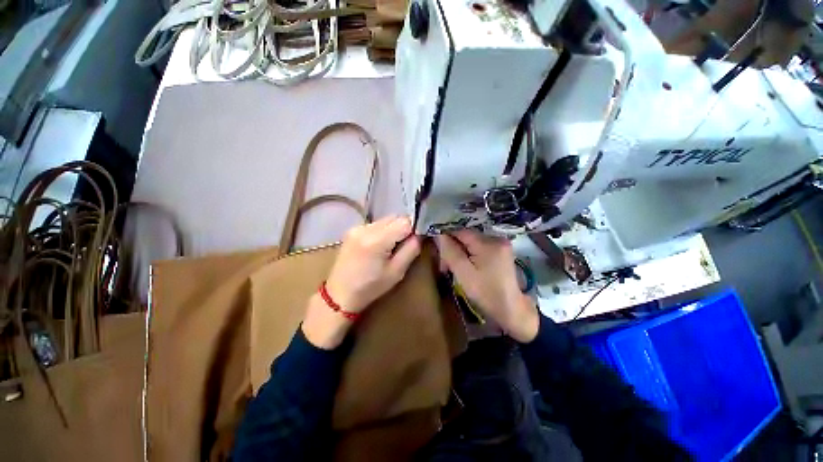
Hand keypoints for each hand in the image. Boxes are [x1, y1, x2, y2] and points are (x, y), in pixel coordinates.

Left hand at [302, 216, 421, 348]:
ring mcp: (357, 227)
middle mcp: (366, 228)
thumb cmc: (371, 287)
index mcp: (377, 240)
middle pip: (395, 217)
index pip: (405, 222)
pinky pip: (375, 224)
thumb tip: (419, 234)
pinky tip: (378, 245)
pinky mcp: (352, 229)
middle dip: (403, 228)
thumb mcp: (397, 272)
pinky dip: (382, 231)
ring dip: (393, 229)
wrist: (339, 294)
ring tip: (390, 247)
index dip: (413, 229)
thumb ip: (411, 249)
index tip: (415, 240)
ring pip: (385, 220)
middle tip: (403, 245)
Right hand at [435, 230, 539, 342]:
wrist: (510, 309)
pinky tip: (465, 266)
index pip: (460, 231)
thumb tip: (439, 234)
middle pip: (466, 237)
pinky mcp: (501, 251)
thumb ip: (450, 251)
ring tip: (453, 268)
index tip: (438, 252)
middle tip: (445, 266)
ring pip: (471, 242)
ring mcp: (501, 244)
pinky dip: (469, 255)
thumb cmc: (485, 293)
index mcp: (488, 243)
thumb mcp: (463, 273)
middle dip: (453, 248)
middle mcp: (496, 238)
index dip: (446, 238)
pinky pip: (479, 247)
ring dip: (460, 253)